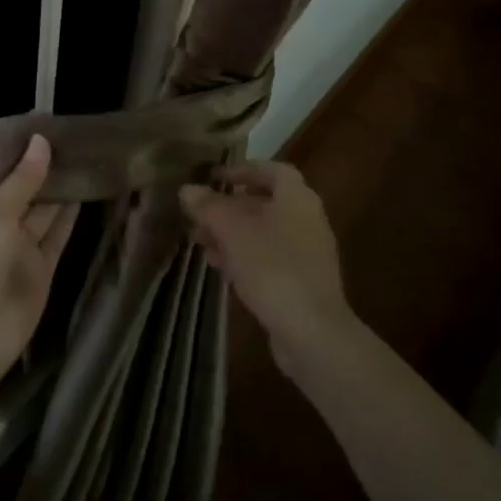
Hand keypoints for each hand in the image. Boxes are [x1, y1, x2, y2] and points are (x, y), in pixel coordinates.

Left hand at [0, 134, 76, 379]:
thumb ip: (22, 178)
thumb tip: (41, 139)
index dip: (16, 153)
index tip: (41, 126)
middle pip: (22, 192)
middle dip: (42, 169)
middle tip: (72, 136)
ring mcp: (18, 250)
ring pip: (43, 213)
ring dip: (60, 189)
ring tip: (85, 155)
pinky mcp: (41, 269)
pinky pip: (57, 236)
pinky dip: (70, 216)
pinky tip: (86, 189)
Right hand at [179, 161, 356, 373]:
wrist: (313, 331)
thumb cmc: (273, 268)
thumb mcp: (233, 232)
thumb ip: (209, 207)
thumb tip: (187, 189)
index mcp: (297, 197)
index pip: (271, 169)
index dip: (242, 170)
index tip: (214, 178)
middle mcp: (306, 218)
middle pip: (265, 202)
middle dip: (230, 206)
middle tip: (200, 213)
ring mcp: (307, 252)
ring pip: (264, 232)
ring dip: (233, 233)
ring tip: (201, 240)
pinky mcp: (302, 281)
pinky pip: (269, 258)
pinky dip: (245, 256)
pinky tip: (220, 267)